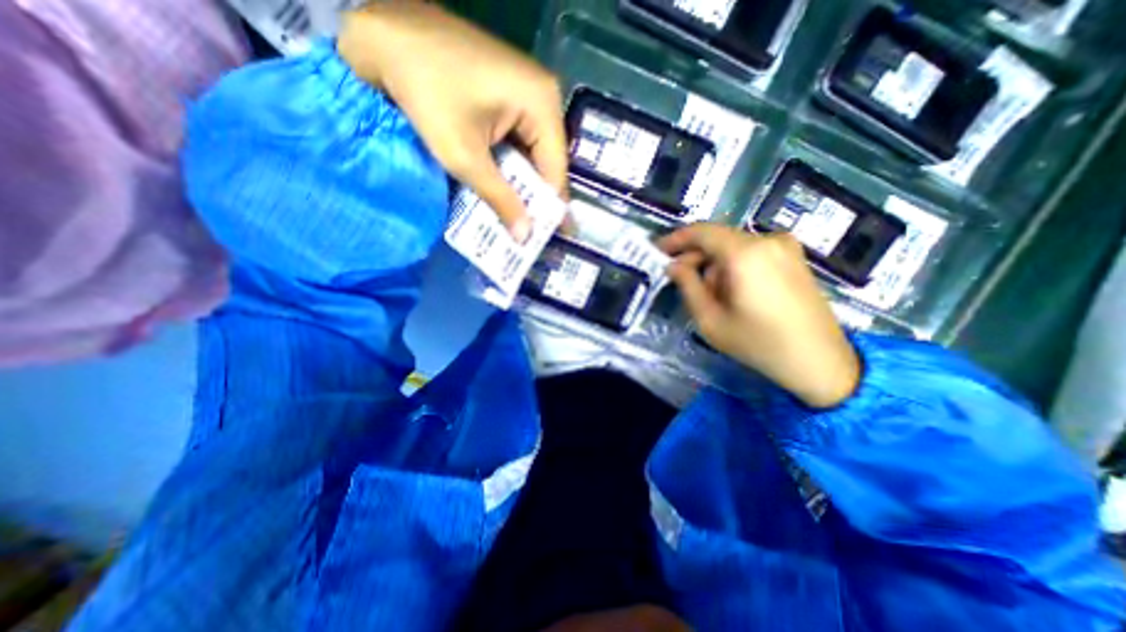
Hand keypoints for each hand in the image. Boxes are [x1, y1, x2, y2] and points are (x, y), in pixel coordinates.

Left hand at [333, 0, 563, 240]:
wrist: (382, 30)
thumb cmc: (425, 91)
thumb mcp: (464, 156)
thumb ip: (500, 199)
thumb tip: (524, 238)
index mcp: (543, 105)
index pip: (556, 170)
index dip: (550, 208)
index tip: (545, 239)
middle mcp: (544, 97)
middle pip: (547, 162)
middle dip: (536, 199)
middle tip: (530, 234)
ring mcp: (528, 94)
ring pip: (533, 154)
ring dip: (522, 186)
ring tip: (518, 221)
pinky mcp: (511, 96)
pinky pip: (519, 141)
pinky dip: (511, 167)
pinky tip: (504, 190)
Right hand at [661, 224, 864, 407]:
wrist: (819, 361)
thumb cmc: (758, 343)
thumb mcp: (710, 320)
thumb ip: (687, 286)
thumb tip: (673, 265)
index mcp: (745, 253)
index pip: (701, 231)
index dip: (676, 239)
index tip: (658, 251)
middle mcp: (767, 240)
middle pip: (718, 238)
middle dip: (695, 256)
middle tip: (678, 278)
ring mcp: (785, 246)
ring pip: (734, 246)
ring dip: (715, 264)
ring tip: (710, 294)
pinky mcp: (794, 257)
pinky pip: (752, 252)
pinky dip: (734, 265)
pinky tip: (733, 290)